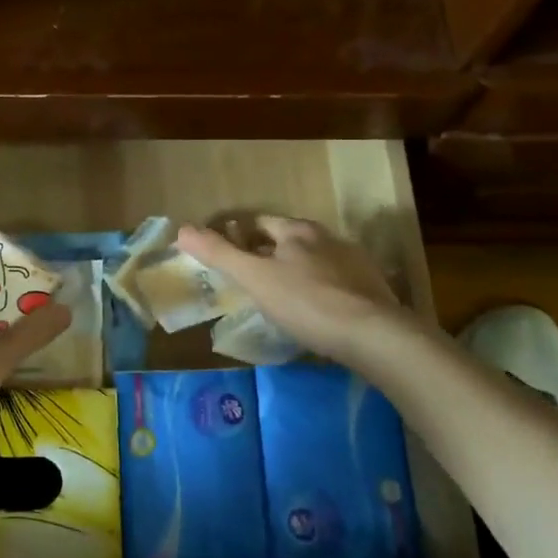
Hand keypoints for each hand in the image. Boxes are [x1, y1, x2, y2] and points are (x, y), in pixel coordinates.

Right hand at [175, 215, 405, 365]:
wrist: (375, 335)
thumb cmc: (307, 303)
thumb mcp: (255, 278)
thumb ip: (220, 254)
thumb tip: (182, 229)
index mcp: (297, 231)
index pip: (260, 221)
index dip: (239, 234)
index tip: (225, 253)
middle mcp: (327, 237)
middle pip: (288, 239)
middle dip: (267, 252)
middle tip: (248, 277)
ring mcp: (353, 262)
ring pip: (313, 260)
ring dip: (295, 271)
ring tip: (279, 296)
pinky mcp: (371, 288)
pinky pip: (335, 282)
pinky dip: (319, 290)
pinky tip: (315, 311)